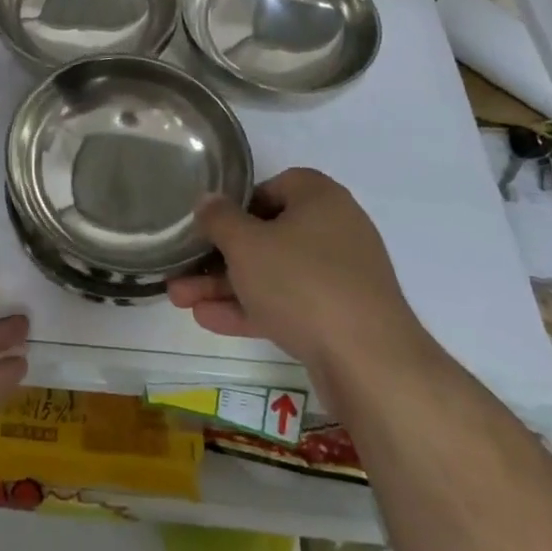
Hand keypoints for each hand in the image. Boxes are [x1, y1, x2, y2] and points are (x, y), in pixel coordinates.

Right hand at [168, 168, 432, 391]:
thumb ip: (219, 219)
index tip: (212, 224)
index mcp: (321, 199)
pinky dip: (252, 309)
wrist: (370, 364)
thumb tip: (208, 200)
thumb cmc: (302, 283)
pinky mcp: (340, 318)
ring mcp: (341, 277)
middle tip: (183, 268)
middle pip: (268, 235)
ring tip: (181, 299)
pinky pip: (289, 304)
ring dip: (228, 286)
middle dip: (220, 256)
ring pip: (274, 274)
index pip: (275, 186)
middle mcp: (335, 230)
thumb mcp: (246, 245)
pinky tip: (209, 320)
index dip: (239, 203)